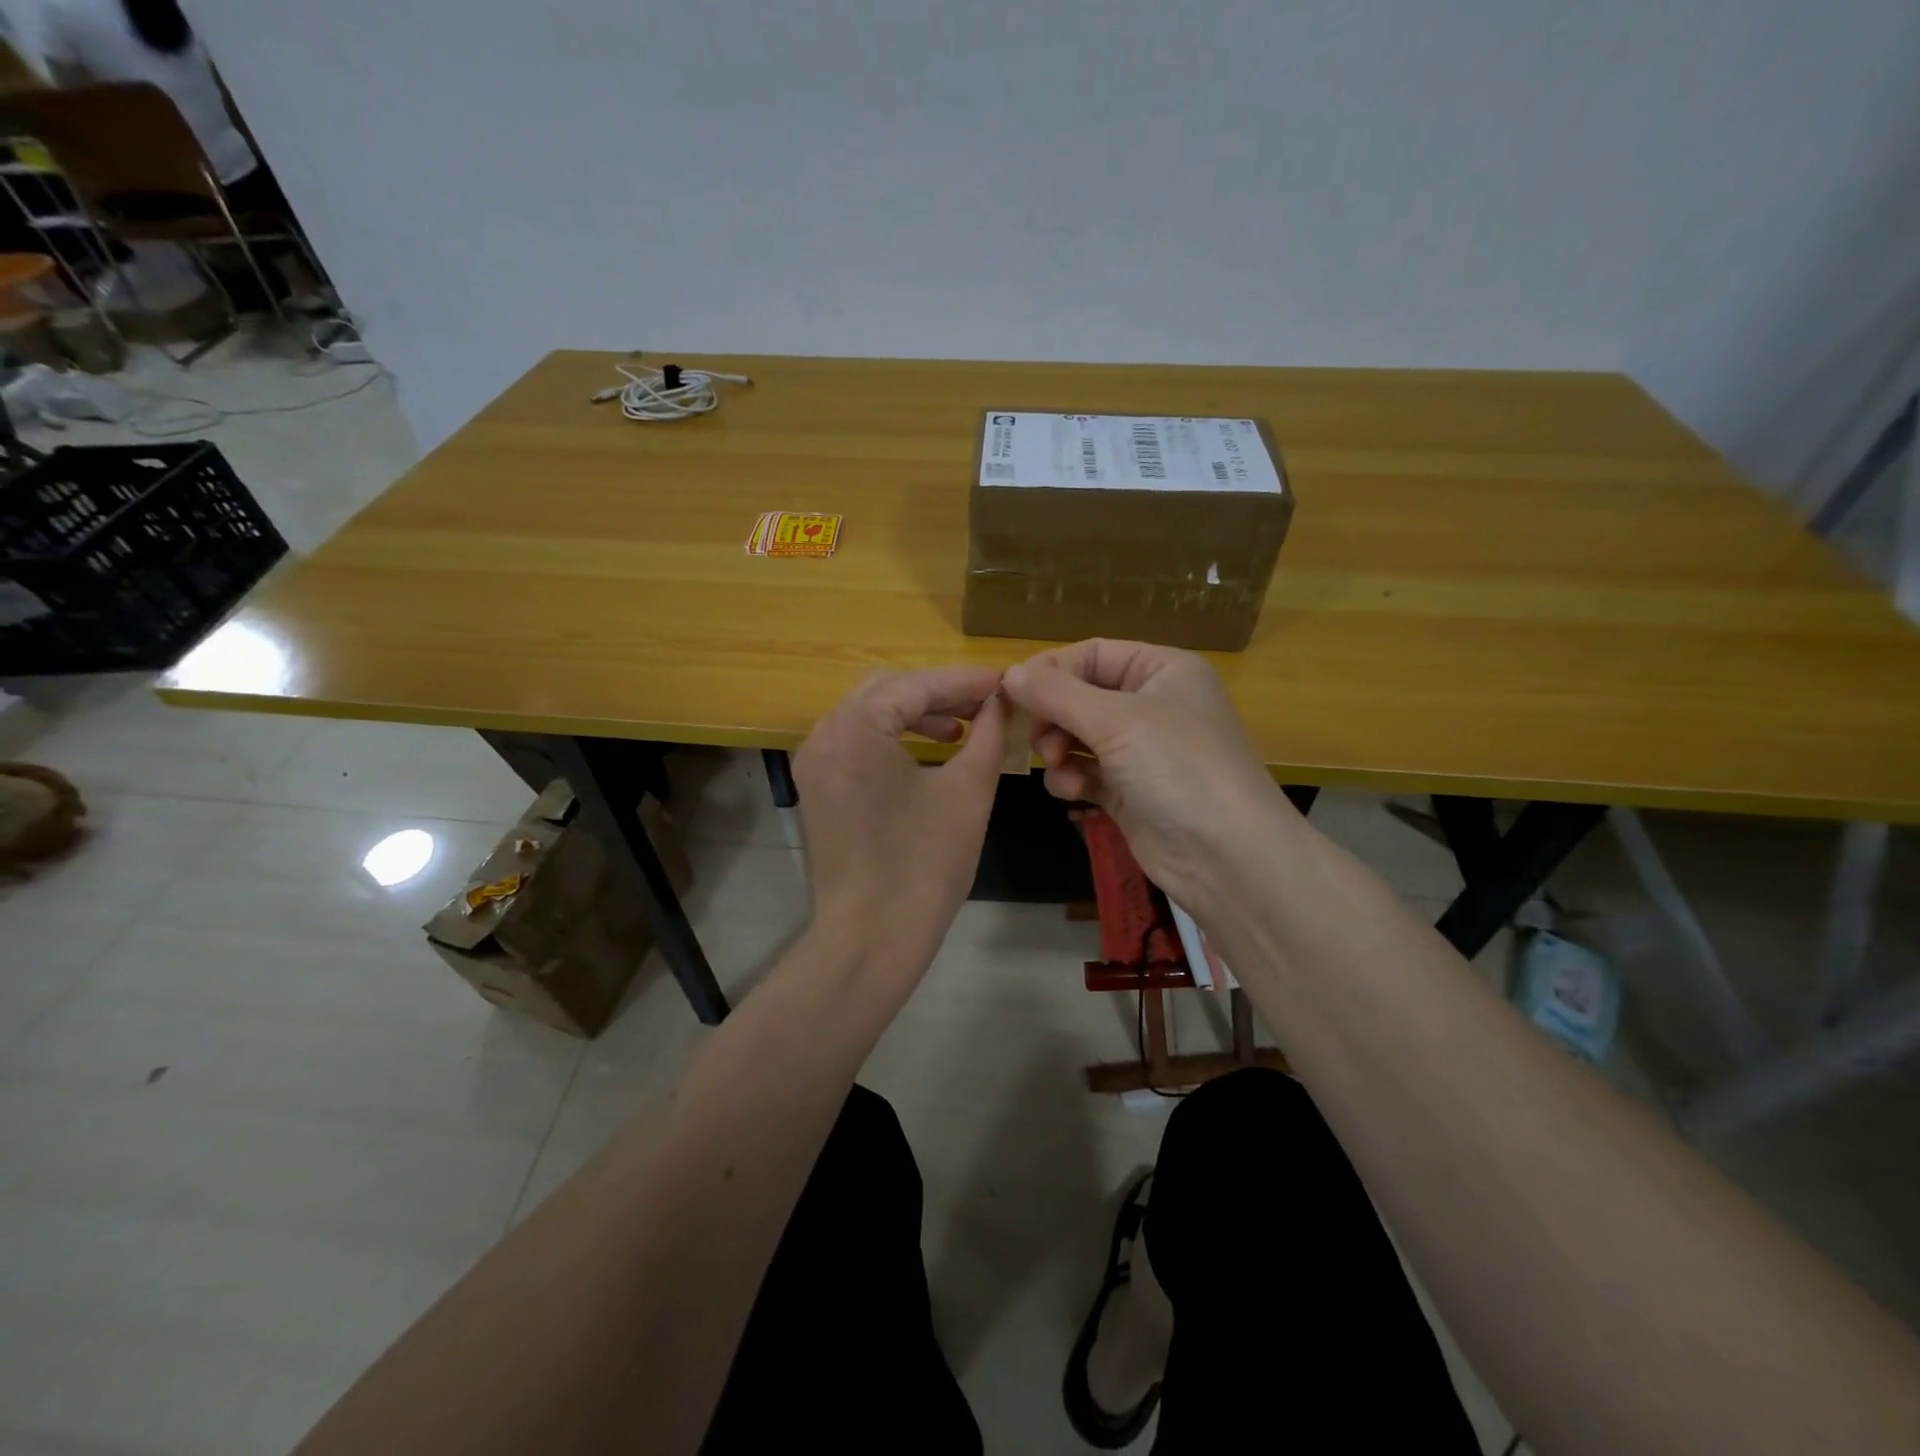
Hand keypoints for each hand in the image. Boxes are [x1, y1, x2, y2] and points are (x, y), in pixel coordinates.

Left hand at [793, 665, 1006, 982]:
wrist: (872, 938)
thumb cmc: (925, 864)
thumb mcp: (968, 790)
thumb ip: (989, 733)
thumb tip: (1003, 700)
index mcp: (854, 727)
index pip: (915, 685)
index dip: (964, 681)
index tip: (1005, 682)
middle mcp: (824, 734)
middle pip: (887, 690)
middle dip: (939, 693)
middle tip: (985, 703)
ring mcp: (816, 763)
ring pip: (870, 715)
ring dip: (917, 714)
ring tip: (963, 728)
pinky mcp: (819, 788)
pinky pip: (858, 744)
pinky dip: (895, 738)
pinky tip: (931, 751)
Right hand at [1001, 639, 1292, 914]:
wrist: (1227, 857)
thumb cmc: (1178, 768)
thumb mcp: (1116, 720)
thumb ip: (1056, 694)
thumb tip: (1008, 673)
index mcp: (1162, 670)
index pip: (1092, 654)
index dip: (1052, 671)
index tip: (1014, 694)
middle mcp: (1152, 703)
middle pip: (1080, 695)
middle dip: (1054, 717)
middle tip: (1040, 740)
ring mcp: (1141, 750)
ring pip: (1078, 735)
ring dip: (1059, 750)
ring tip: (1058, 767)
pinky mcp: (1130, 790)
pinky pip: (1086, 771)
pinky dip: (1072, 778)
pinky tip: (1074, 793)